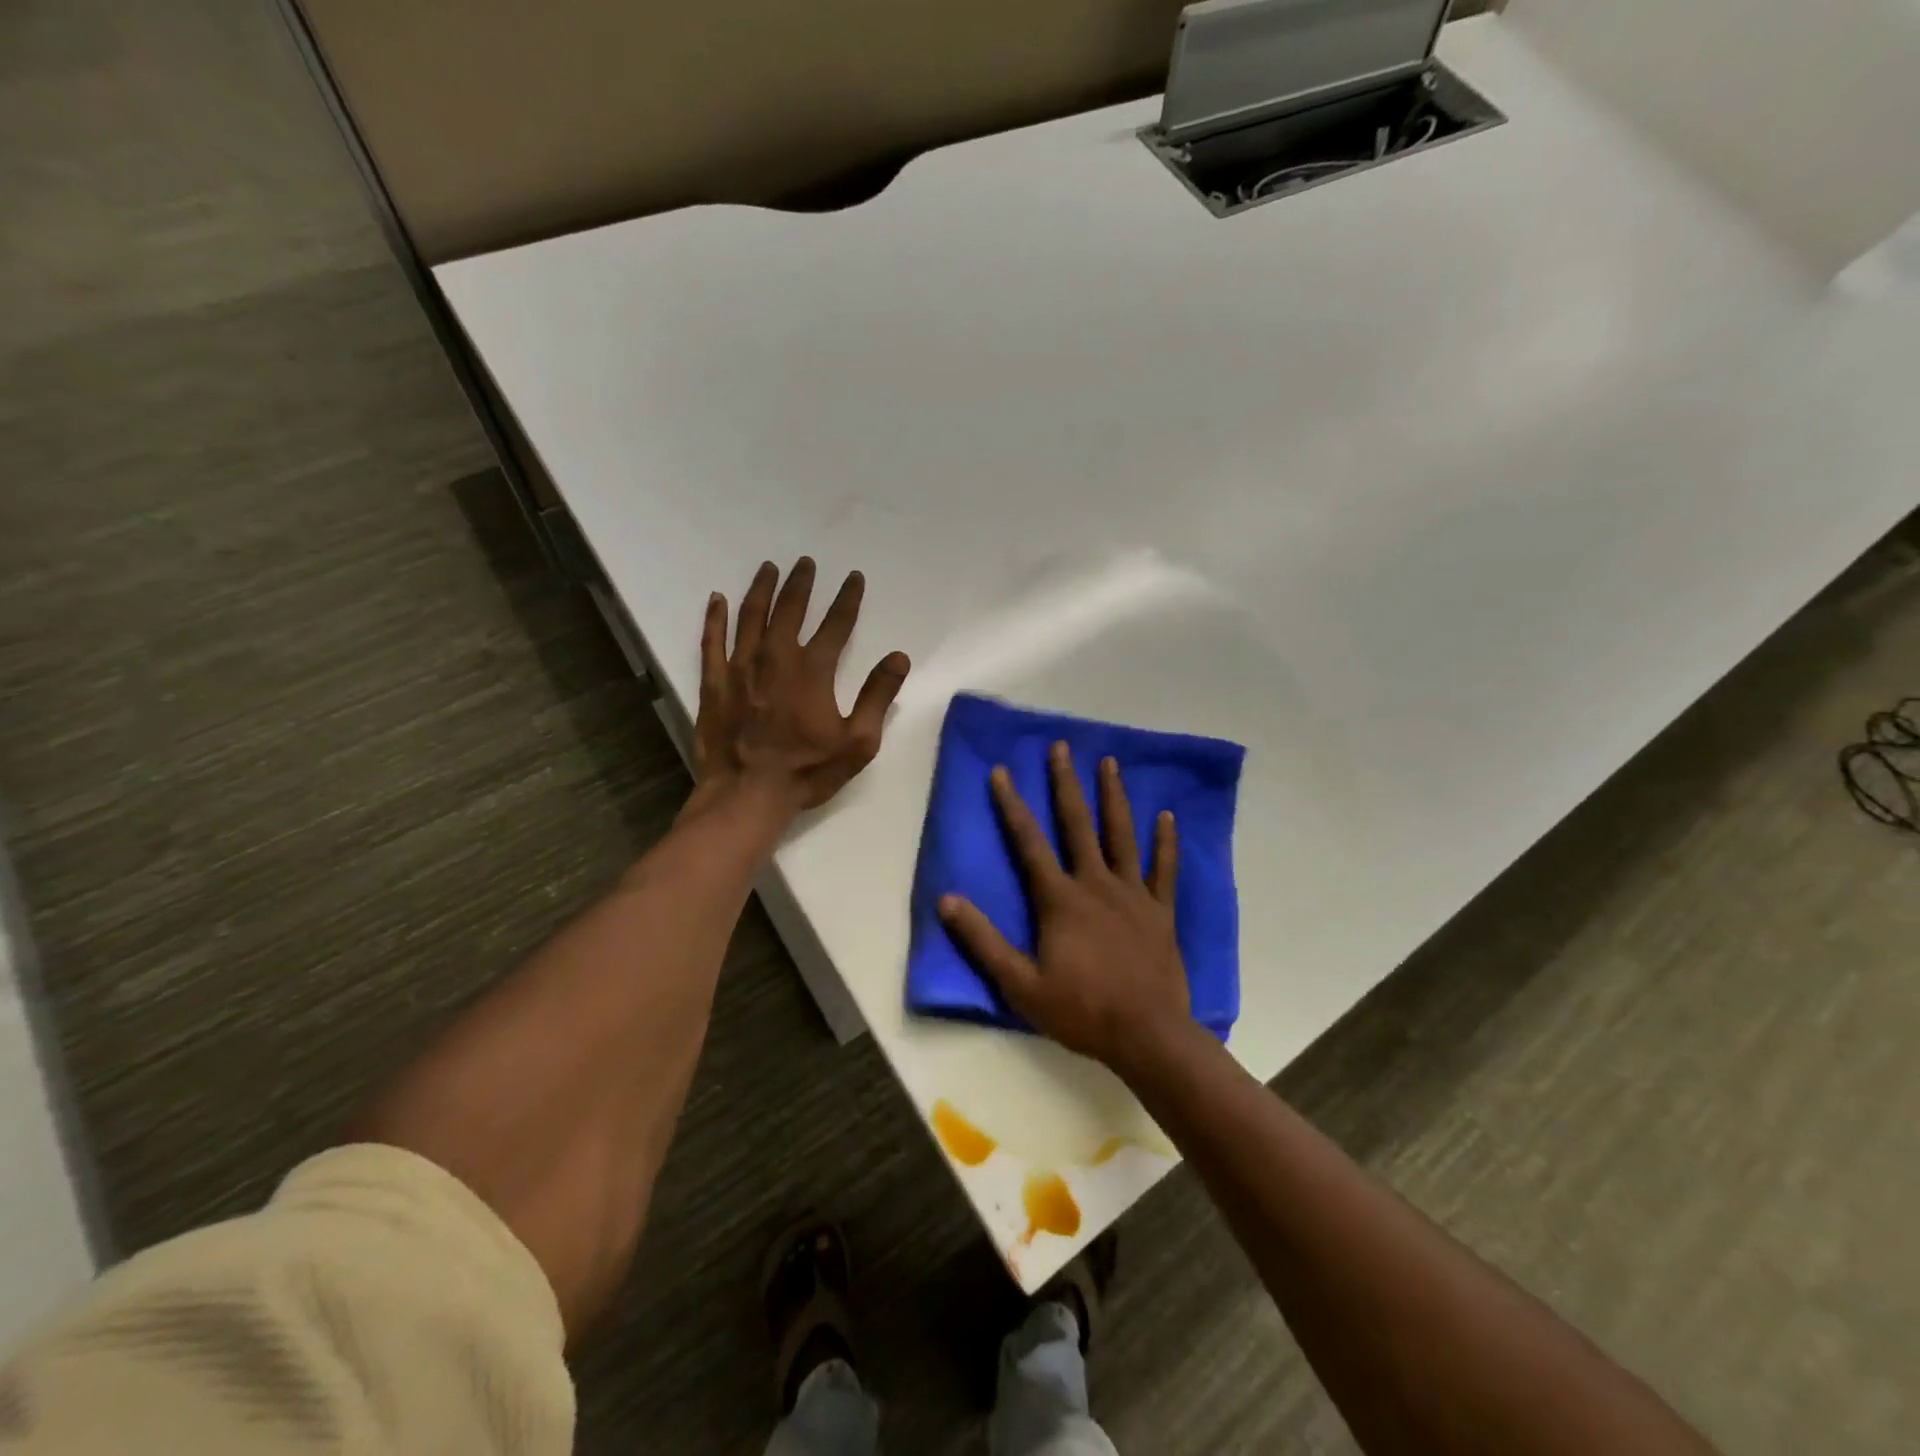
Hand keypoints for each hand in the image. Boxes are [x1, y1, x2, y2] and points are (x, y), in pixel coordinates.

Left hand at [695, 557, 910, 811]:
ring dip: (761, 590)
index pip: (836, 624)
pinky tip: (717, 599)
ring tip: (769, 568)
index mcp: (813, 671)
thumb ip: (878, 696)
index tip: (854, 577)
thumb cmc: (807, 771)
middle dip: (801, 584)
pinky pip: (712, 641)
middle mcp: (775, 658)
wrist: (747, 795)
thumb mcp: (858, 742)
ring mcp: (740, 668)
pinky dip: (715, 618)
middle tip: (806, 563)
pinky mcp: (714, 683)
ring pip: (751, 617)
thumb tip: (898, 657)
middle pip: (789, 610)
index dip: (848, 599)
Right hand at [939, 742, 1190, 1074]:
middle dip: (1067, 784)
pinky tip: (1167, 816)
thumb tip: (947, 901)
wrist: (1147, 1034)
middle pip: (1078, 824)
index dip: (1012, 805)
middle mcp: (1096, 884)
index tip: (1002, 771)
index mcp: (1060, 899)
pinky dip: (1166, 842)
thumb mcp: (1020, 983)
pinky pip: (1164, 869)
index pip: (1029, 842)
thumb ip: (983, 941)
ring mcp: (1133, 894)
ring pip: (1122, 835)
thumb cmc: (1080, 1010)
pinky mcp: (1160, 910)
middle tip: (1062, 747)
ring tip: (1110, 762)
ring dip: (1115, 797)